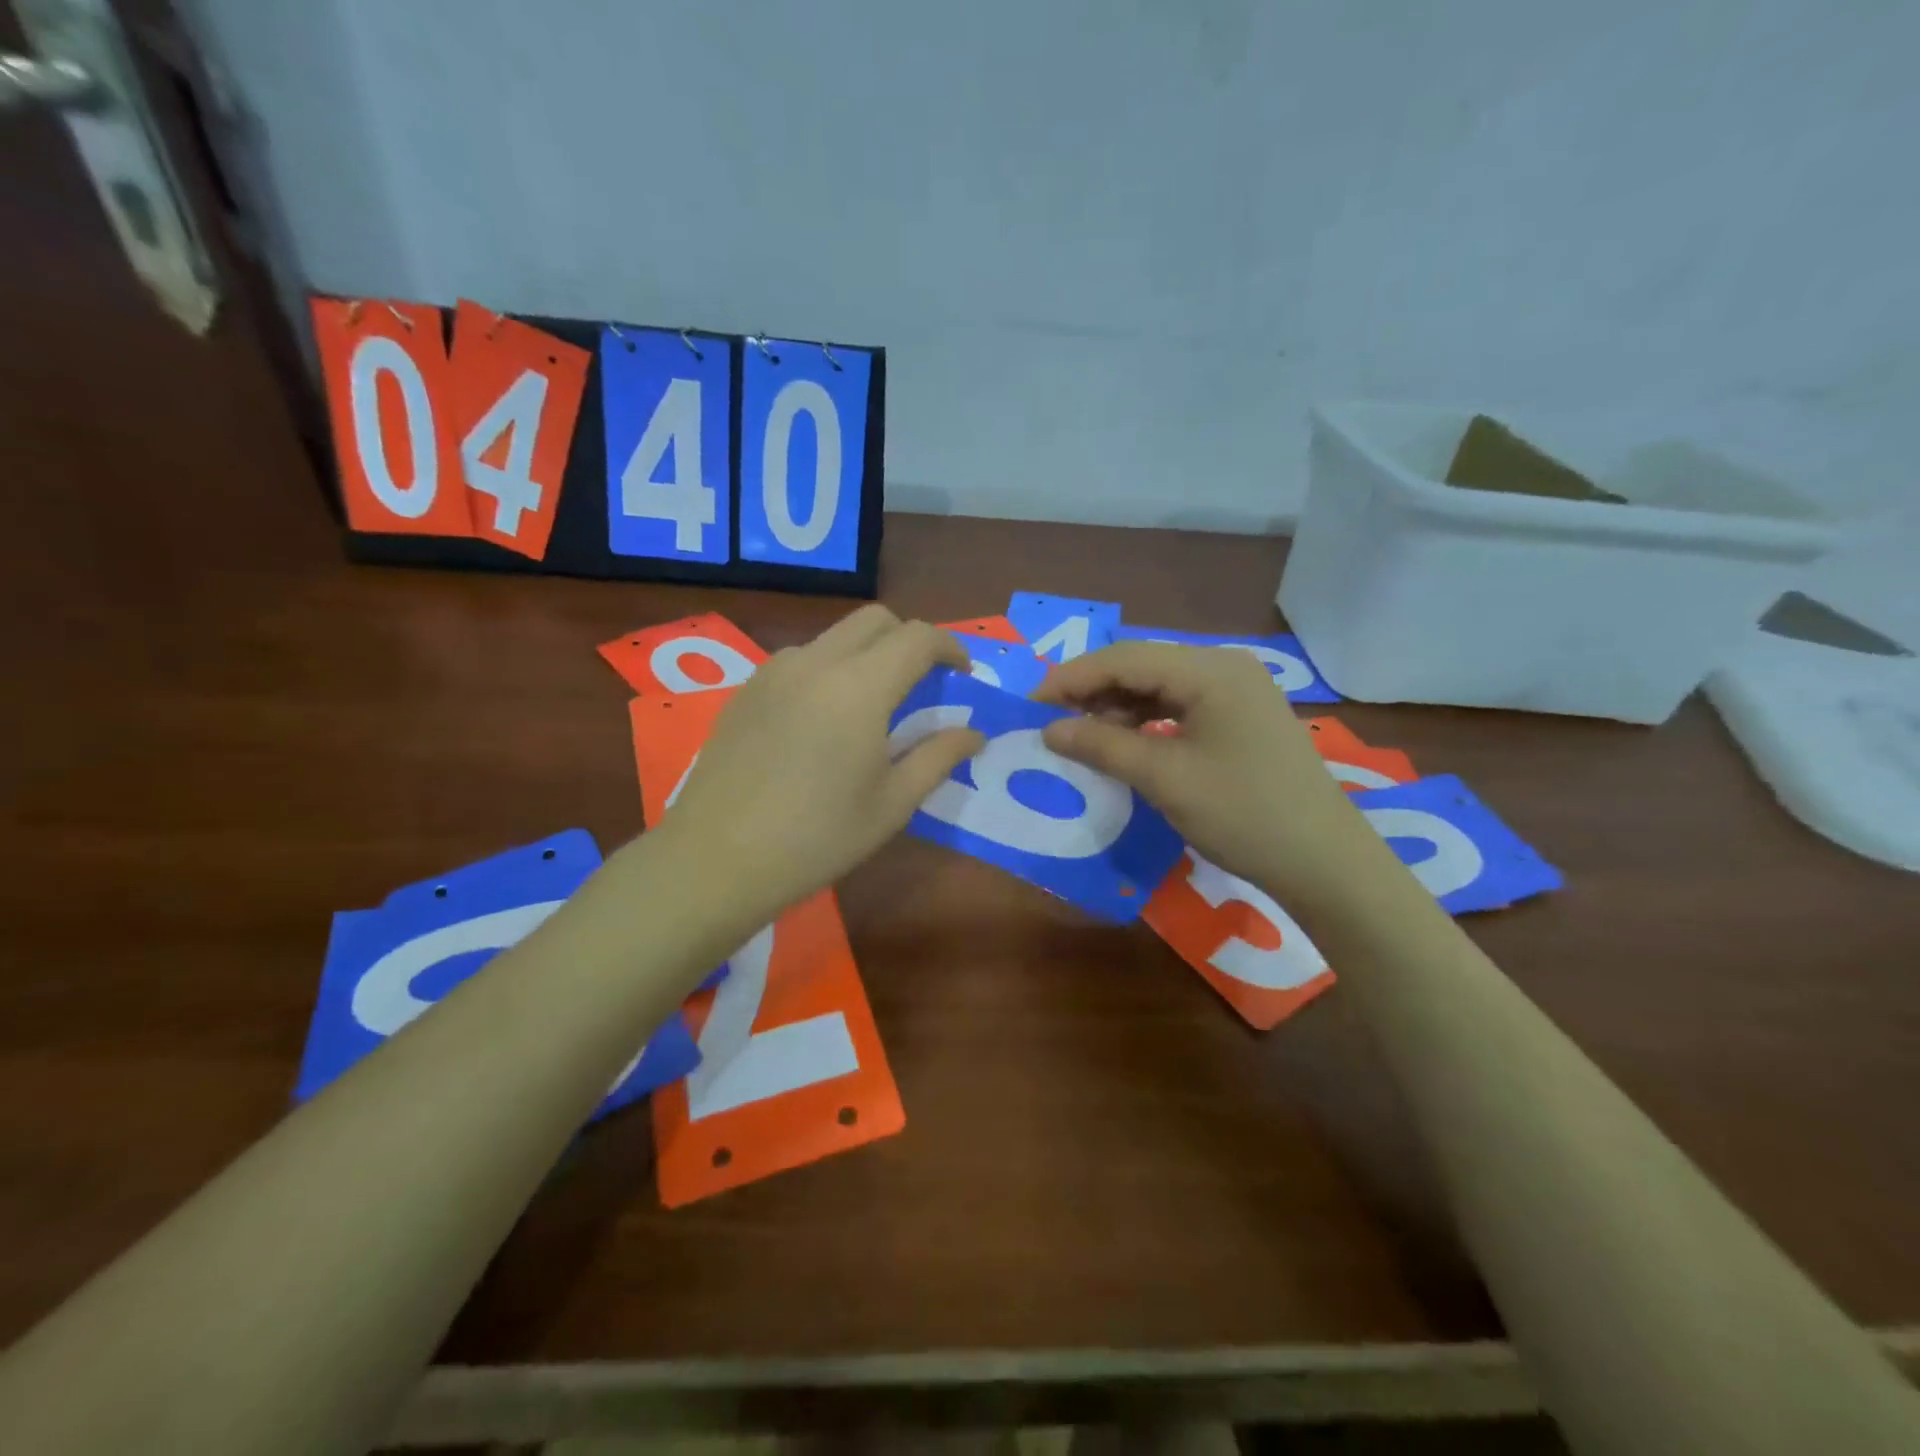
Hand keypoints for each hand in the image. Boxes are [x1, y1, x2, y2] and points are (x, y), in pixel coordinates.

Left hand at [657, 605, 984, 919]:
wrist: (717, 859)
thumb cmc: (818, 837)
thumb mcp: (892, 804)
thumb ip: (937, 757)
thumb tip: (973, 734)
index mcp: (859, 687)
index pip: (917, 637)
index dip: (949, 647)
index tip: (962, 673)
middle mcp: (815, 663)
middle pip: (874, 620)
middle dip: (908, 639)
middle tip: (921, 683)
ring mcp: (773, 673)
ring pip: (833, 638)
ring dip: (864, 655)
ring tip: (869, 707)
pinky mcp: (745, 691)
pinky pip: (799, 660)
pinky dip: (826, 671)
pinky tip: (821, 722)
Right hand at [1033, 641, 1382, 907]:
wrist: (1323, 861)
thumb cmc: (1242, 814)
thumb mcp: (1164, 778)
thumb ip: (1102, 745)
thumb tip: (1049, 729)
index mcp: (1210, 670)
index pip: (1124, 658)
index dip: (1072, 678)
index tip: (1031, 705)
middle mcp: (1225, 667)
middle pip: (1142, 666)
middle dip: (1092, 691)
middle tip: (1051, 722)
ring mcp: (1237, 691)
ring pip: (1159, 686)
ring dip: (1117, 706)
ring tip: (1080, 735)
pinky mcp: (1240, 717)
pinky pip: (1179, 705)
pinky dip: (1145, 721)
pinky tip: (1123, 742)